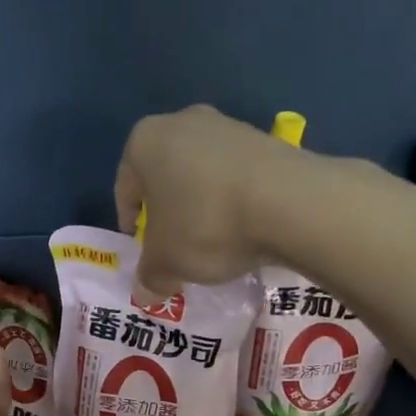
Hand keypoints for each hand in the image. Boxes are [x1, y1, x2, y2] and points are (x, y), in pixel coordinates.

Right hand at [114, 105, 301, 293]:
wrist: (289, 203)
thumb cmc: (205, 225)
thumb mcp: (166, 263)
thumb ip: (149, 277)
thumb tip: (147, 292)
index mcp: (145, 142)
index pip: (125, 188)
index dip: (132, 224)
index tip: (144, 251)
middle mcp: (183, 122)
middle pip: (166, 177)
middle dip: (168, 213)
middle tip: (176, 248)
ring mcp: (229, 126)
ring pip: (202, 175)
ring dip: (203, 206)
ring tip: (215, 243)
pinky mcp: (267, 139)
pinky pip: (237, 177)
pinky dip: (235, 200)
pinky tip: (245, 229)